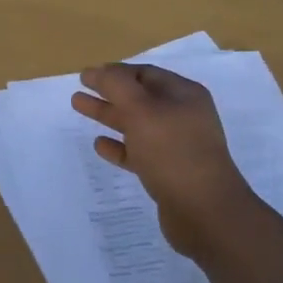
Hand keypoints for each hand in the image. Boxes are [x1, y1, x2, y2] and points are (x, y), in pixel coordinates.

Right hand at [71, 63, 259, 257]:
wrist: (204, 212)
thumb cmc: (172, 152)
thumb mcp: (141, 110)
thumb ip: (116, 86)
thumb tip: (98, 71)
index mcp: (183, 95)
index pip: (145, 73)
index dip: (115, 72)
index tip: (87, 75)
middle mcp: (182, 117)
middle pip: (138, 98)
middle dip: (108, 91)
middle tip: (78, 89)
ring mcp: (176, 146)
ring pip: (135, 124)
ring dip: (108, 115)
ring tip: (79, 107)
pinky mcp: (167, 172)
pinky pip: (138, 153)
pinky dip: (118, 146)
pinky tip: (99, 145)